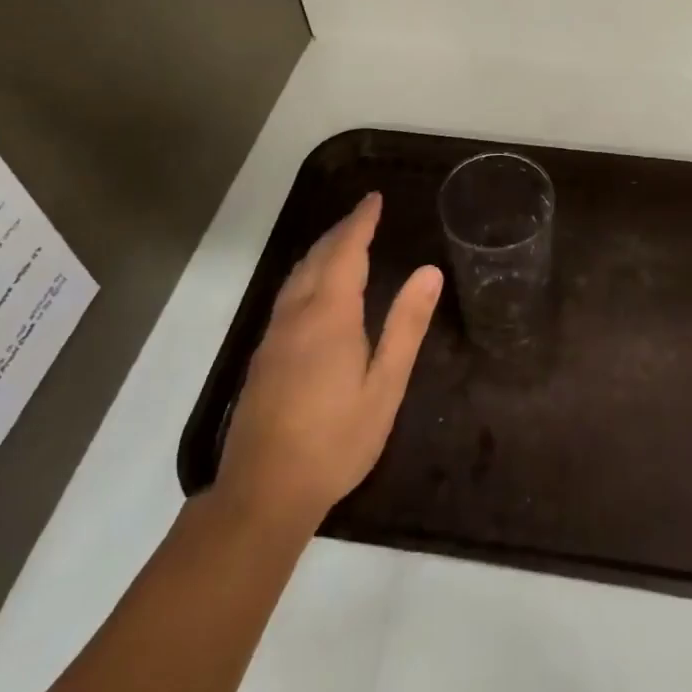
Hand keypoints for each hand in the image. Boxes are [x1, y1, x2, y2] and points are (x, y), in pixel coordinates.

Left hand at [213, 193, 441, 531]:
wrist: (263, 492)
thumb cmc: (336, 440)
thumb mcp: (385, 386)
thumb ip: (406, 326)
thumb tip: (428, 272)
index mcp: (329, 315)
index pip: (345, 251)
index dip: (360, 222)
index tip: (374, 199)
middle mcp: (297, 315)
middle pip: (317, 257)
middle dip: (342, 231)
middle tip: (364, 213)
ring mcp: (274, 335)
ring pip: (298, 275)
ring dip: (322, 250)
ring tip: (343, 240)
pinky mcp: (263, 356)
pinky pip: (288, 294)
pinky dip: (307, 273)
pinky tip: (315, 288)